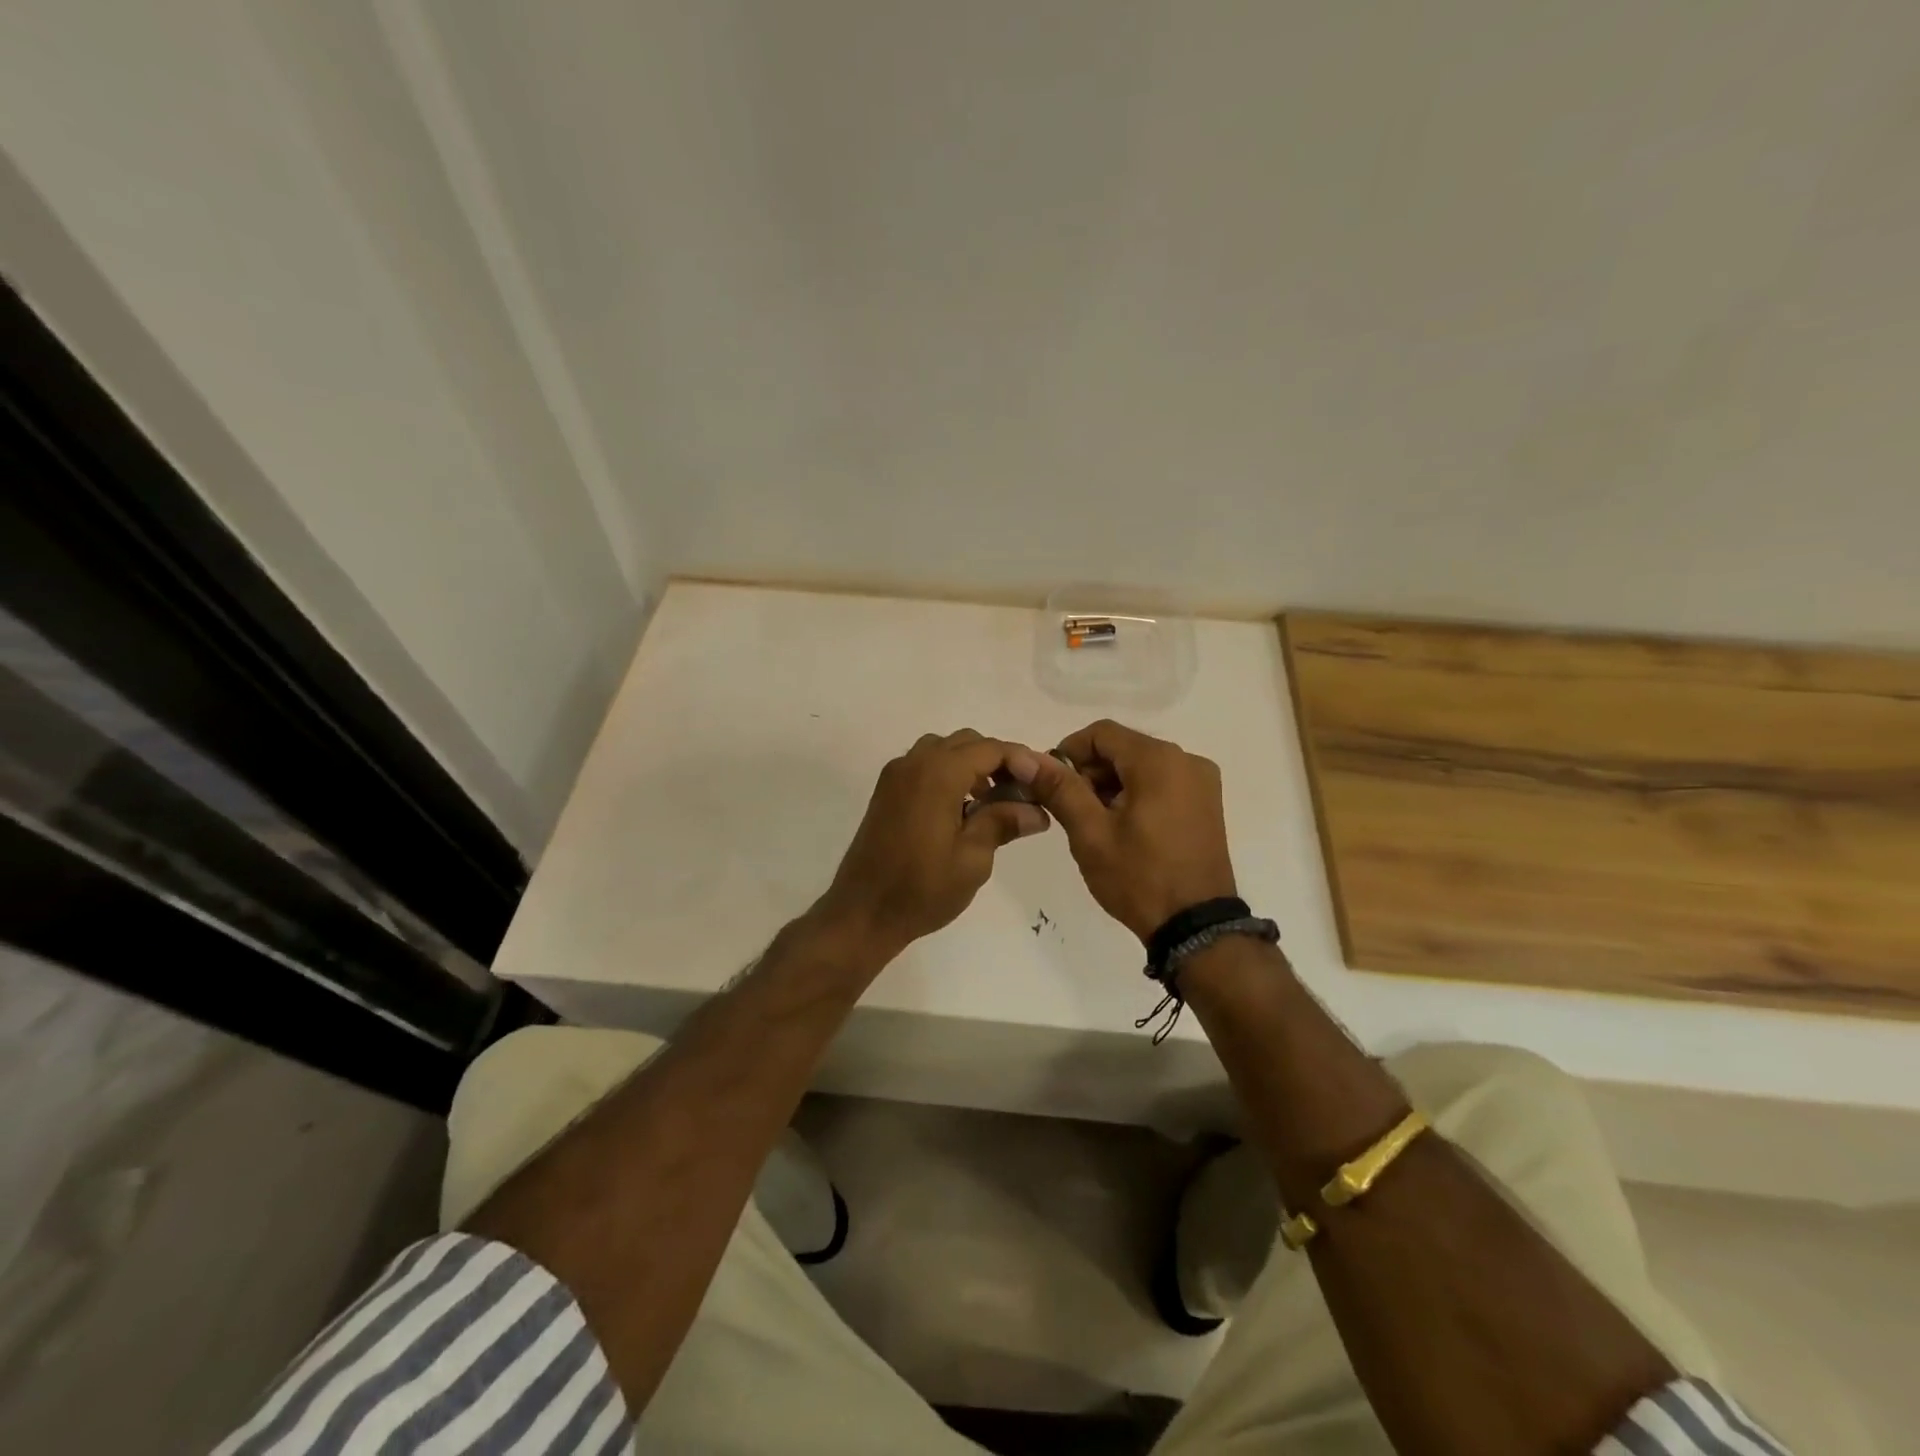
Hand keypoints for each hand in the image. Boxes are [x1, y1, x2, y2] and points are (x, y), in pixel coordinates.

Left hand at [815, 730, 1050, 959]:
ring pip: (944, 750)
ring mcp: (896, 775)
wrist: (862, 912)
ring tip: (993, 801)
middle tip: (1022, 793)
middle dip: (998, 761)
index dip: (1021, 760)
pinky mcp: (887, 791)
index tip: (1044, 782)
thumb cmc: (921, 889)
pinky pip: (925, 765)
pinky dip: (949, 773)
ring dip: (972, 765)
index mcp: (938, 774)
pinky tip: (963, 809)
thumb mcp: (973, 859)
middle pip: (967, 743)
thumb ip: (1003, 823)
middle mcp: (914, 763)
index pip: (990, 749)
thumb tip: (1037, 811)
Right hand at [1011, 719, 1236, 943]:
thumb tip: (1026, 758)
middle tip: (1069, 809)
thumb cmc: (1139, 877)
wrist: (1196, 927)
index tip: (1051, 784)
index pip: (1101, 733)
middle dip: (1090, 771)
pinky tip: (1123, 827)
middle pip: (1123, 747)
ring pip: (1142, 765)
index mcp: (1159, 760)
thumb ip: (1060, 788)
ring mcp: (1201, 782)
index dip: (1069, 752)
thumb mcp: (1090, 833)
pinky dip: (1136, 794)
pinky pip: (1162, 782)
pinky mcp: (1207, 803)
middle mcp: (1186, 760)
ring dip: (1112, 784)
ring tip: (1094, 823)